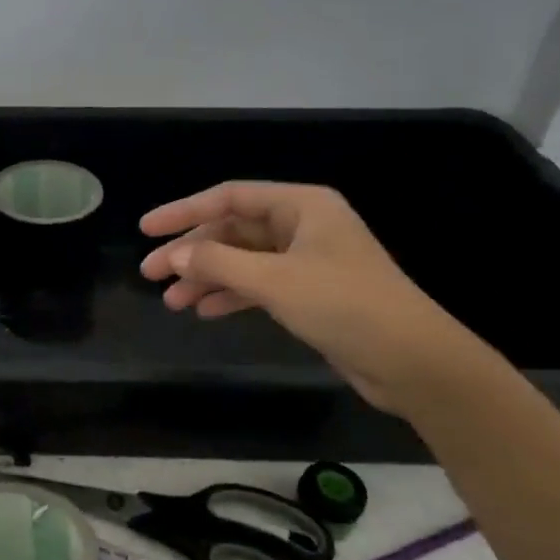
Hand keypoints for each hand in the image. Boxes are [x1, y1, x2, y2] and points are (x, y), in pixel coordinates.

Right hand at [139, 182, 491, 412]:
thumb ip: (218, 262)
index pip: (229, 198)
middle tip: (151, 274)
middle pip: (232, 230)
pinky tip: (205, 312)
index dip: (183, 211)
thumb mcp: (274, 280)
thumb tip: (173, 254)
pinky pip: (258, 285)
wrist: (413, 362)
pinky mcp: (310, 293)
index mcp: (302, 206)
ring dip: (206, 278)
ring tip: (172, 302)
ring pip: (242, 260)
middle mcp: (303, 226)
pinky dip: (231, 295)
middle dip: (191, 253)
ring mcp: (307, 260)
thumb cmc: (345, 305)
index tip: (146, 229)